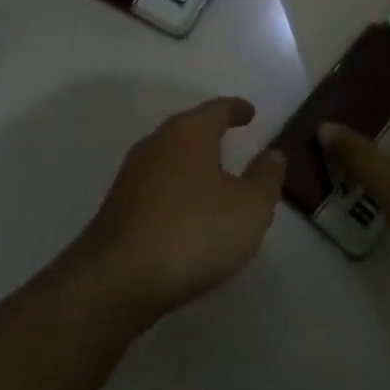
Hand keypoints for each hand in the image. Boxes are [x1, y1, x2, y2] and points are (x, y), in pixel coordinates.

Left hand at [68, 97, 285, 325]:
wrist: (117, 280)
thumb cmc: (194, 232)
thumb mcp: (249, 208)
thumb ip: (265, 178)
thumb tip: (272, 153)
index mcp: (188, 133)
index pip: (217, 110)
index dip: (236, 109)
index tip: (250, 113)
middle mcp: (156, 144)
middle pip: (189, 130)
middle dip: (211, 135)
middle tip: (234, 144)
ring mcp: (132, 175)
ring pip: (170, 158)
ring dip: (193, 164)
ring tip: (215, 180)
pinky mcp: (119, 206)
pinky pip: (157, 186)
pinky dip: (177, 190)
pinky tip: (188, 213)